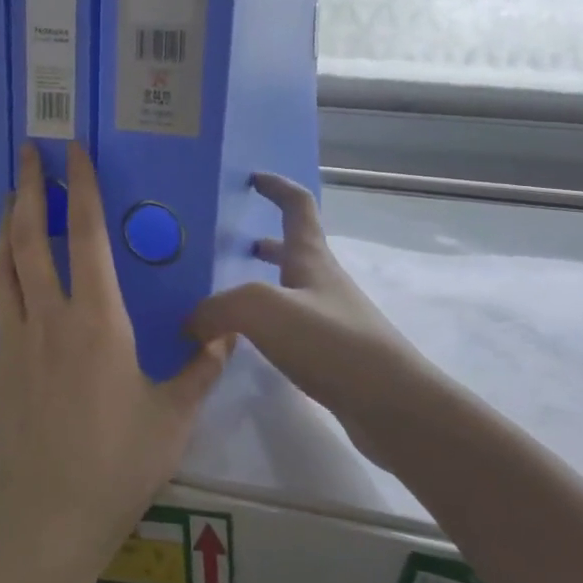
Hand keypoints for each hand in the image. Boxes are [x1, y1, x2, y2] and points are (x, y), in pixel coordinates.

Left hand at [0, 143, 232, 579]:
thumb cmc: (120, 461)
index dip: (79, 189)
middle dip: (27, 190)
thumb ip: (202, 367)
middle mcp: (48, 318)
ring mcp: (11, 343)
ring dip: (4, 231)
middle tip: (26, 155)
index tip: (72, 153)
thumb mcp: (175, 414)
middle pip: (29, 239)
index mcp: (97, 319)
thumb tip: (228, 332)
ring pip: (0, 271)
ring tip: (8, 206)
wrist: (51, 514)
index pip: (85, 235)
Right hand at [189, 174, 422, 460]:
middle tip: (228, 248)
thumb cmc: (331, 343)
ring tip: (225, 300)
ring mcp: (332, 319)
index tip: (253, 178)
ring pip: (291, 290)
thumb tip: (191, 322)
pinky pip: (292, 327)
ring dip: (263, 285)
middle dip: (264, 243)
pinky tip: (247, 345)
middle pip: (294, 249)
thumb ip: (218, 308)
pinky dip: (267, 325)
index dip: (276, 187)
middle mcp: (324, 282)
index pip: (297, 206)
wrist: (391, 404)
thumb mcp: (263, 310)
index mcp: (312, 258)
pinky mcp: (333, 355)